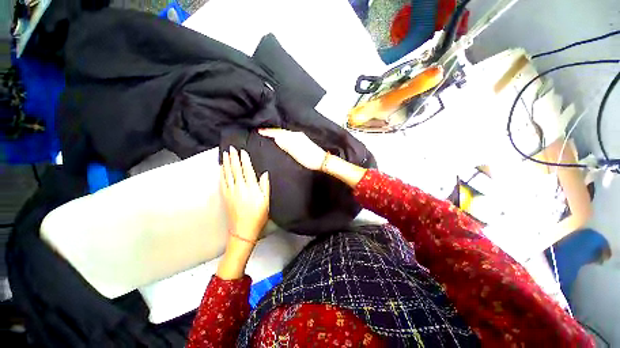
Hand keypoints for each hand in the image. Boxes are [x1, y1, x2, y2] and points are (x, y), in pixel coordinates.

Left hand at [218, 147, 269, 279]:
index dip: (244, 160)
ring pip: (228, 174)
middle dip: (233, 158)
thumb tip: (264, 174)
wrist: (243, 230)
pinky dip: (221, 173)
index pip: (247, 170)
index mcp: (251, 188)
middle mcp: (239, 188)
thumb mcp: (266, 201)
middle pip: (236, 170)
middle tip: (231, 148)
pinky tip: (221, 168)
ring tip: (225, 154)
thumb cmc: (258, 216)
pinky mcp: (225, 196)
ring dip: (226, 163)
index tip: (242, 151)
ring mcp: (231, 192)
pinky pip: (222, 182)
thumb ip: (265, 186)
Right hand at [258, 128, 326, 170]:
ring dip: (277, 133)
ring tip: (269, 134)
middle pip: (281, 131)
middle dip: (272, 130)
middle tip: (262, 131)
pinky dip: (283, 136)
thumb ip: (286, 145)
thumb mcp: (296, 152)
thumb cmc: (309, 158)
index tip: (260, 130)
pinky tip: (281, 139)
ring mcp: (300, 138)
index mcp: (294, 136)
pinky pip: (289, 136)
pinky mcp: (302, 141)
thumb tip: (276, 137)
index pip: (279, 132)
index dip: (269, 132)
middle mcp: (297, 135)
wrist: (321, 160)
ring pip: (285, 133)